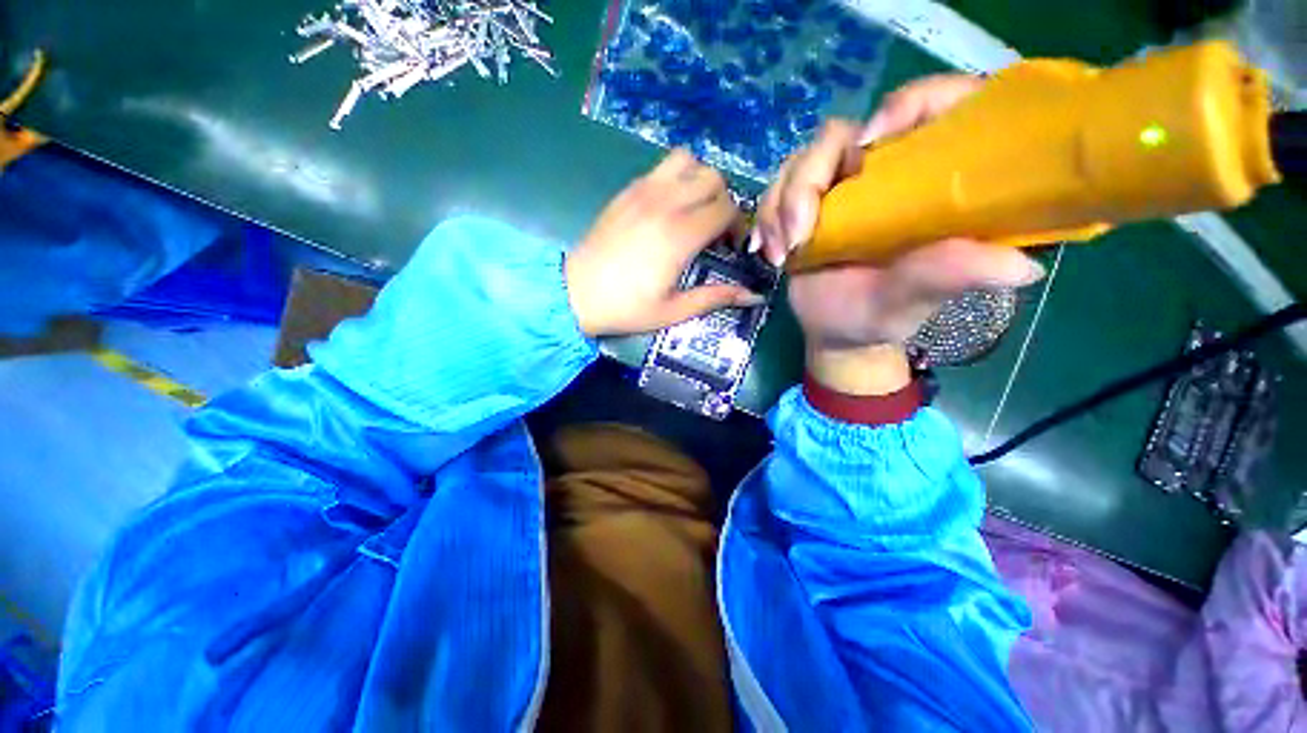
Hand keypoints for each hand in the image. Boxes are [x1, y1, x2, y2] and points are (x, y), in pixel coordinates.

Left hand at [566, 149, 763, 336]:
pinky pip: (661, 167)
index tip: (730, 247)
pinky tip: (668, 208)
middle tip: (714, 230)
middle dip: (724, 201)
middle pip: (713, 178)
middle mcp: (666, 204)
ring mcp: (643, 191)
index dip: (738, 225)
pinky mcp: (627, 190)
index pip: (727, 208)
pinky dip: (675, 179)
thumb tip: (754, 296)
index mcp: (680, 235)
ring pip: (688, 161)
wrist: (575, 292)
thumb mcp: (674, 311)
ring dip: (699, 181)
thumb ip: (715, 298)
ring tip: (693, 210)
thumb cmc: (626, 307)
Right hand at [754, 75, 1046, 393]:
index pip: (938, 107)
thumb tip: (1023, 267)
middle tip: (799, 236)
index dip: (909, 104)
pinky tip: (768, 252)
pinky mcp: (807, 203)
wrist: (834, 331)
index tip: (870, 144)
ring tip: (781, 255)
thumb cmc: (880, 317)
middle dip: (808, 180)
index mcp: (932, 182)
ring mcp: (841, 186)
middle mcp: (886, 173)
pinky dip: (765, 218)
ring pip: (801, 161)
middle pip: (842, 134)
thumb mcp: (914, 300)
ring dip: (780, 205)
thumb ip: (949, 276)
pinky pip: (777, 189)